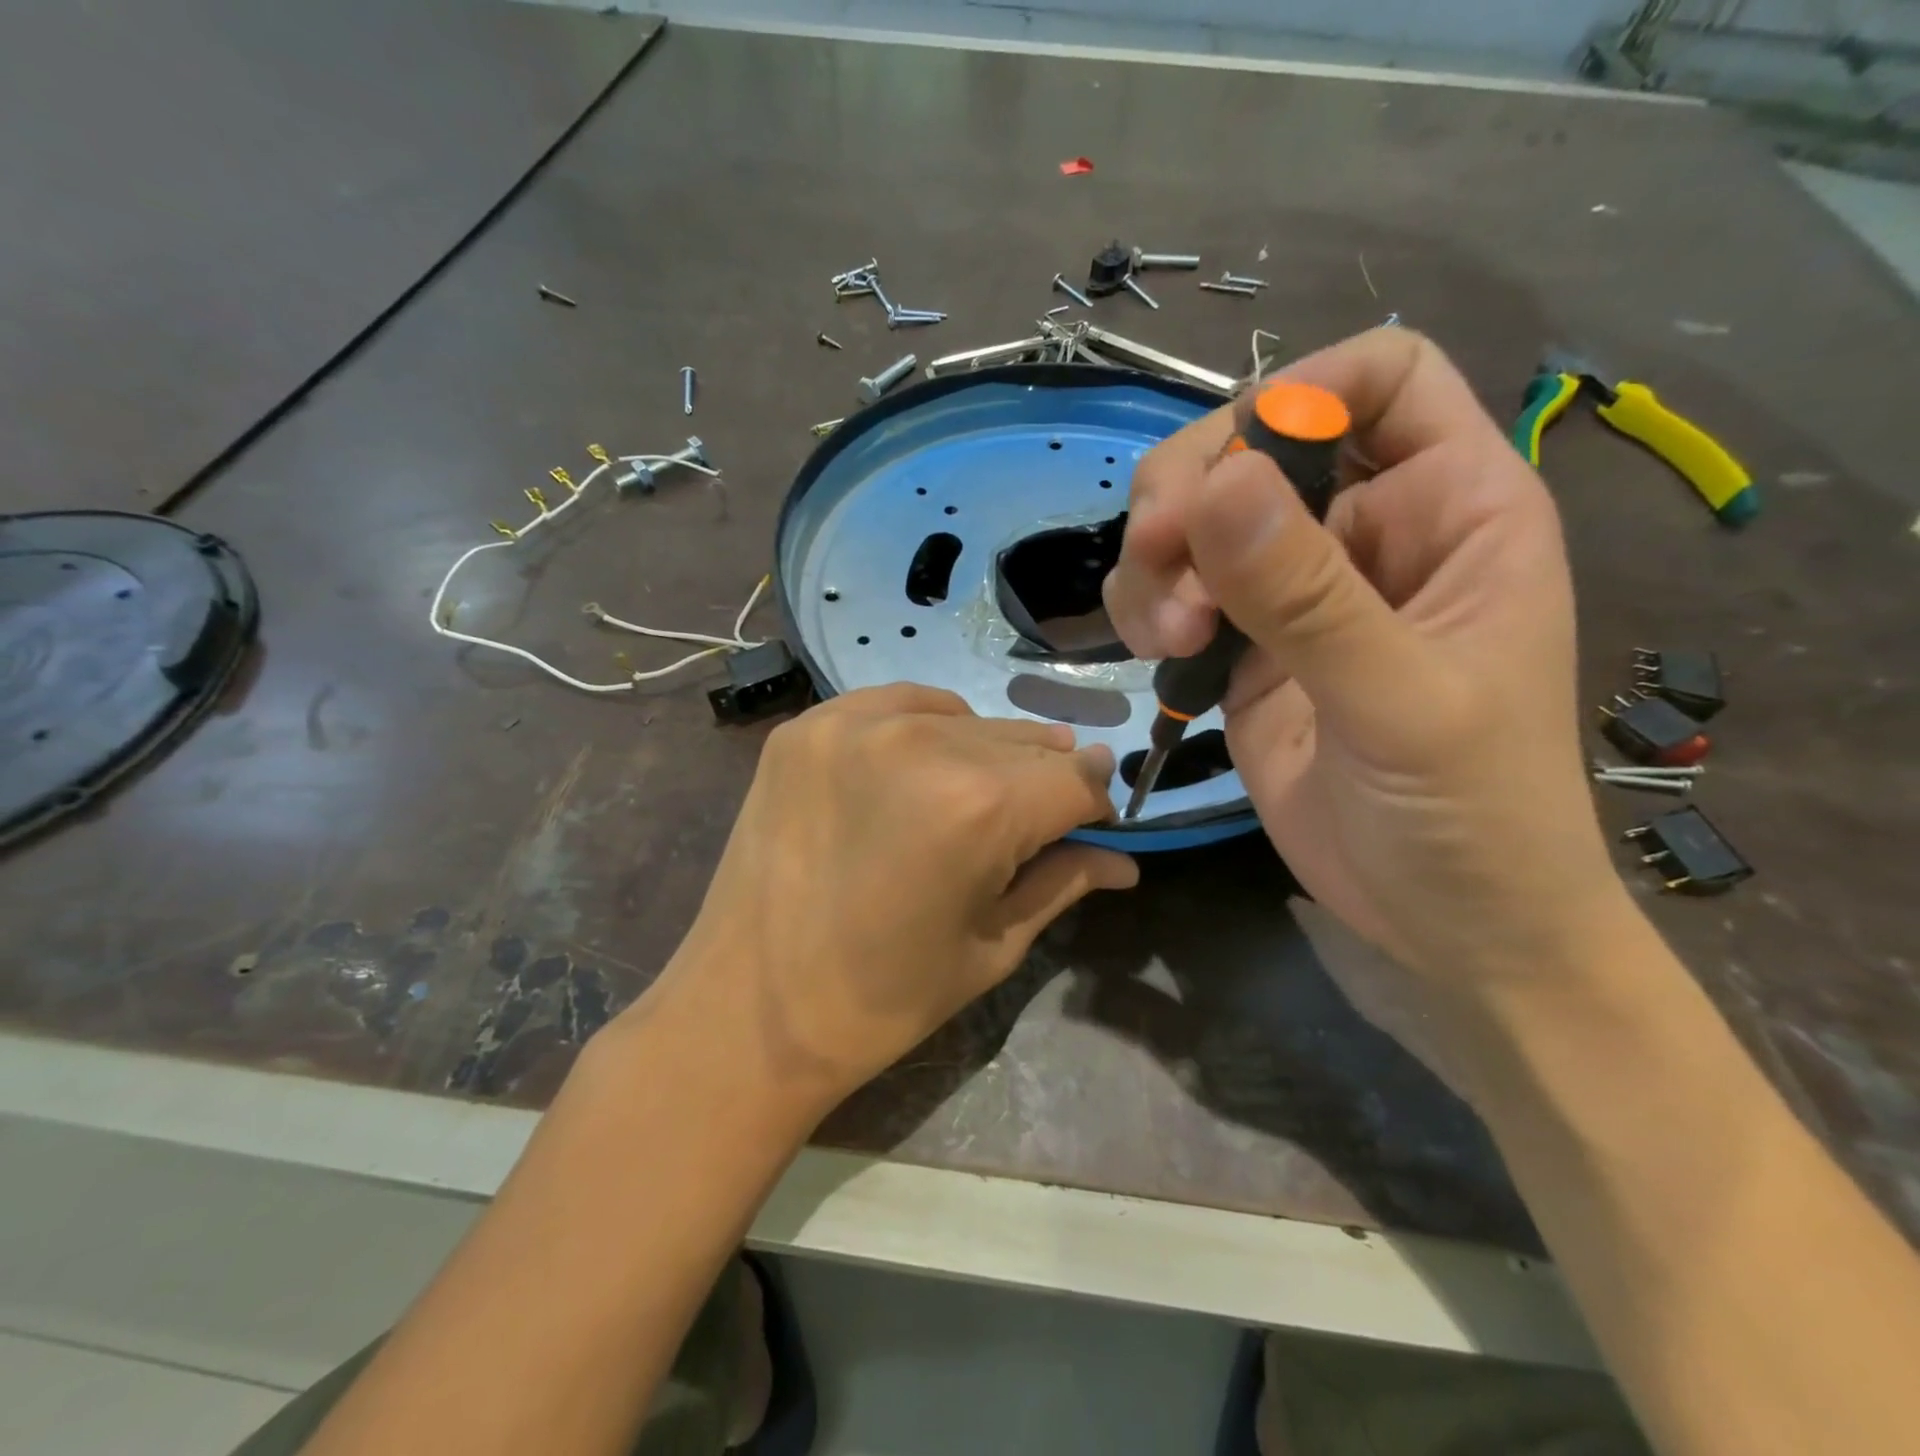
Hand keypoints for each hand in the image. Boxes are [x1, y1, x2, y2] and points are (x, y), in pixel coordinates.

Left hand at [657, 685, 1135, 1111]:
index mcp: (979, 807)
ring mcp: (856, 724)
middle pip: (1026, 743)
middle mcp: (922, 743)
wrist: (746, 1012)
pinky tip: (919, 767)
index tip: (1090, 826)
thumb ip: (1064, 882)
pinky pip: (901, 704)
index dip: (1094, 804)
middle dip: (1044, 781)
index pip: (1077, 778)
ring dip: (988, 754)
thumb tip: (1125, 861)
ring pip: (966, 720)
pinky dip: (927, 728)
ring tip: (972, 798)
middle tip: (1033, 822)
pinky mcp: (809, 725)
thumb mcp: (990, 947)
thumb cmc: (881, 1000)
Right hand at [1103, 329, 1622, 990]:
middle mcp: (1367, 532)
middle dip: (1191, 493)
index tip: (1230, 472)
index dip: (1302, 391)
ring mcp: (1297, 591)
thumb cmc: (1471, 814)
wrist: (1446, 922)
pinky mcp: (1244, 646)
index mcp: (1453, 508)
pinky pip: (1174, 590)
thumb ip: (1307, 596)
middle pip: (1254, 442)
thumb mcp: (1397, 701)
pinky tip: (1158, 655)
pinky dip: (1147, 605)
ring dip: (1157, 560)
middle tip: (1159, 558)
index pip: (1382, 379)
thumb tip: (1214, 484)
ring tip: (1166, 639)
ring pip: (1197, 518)